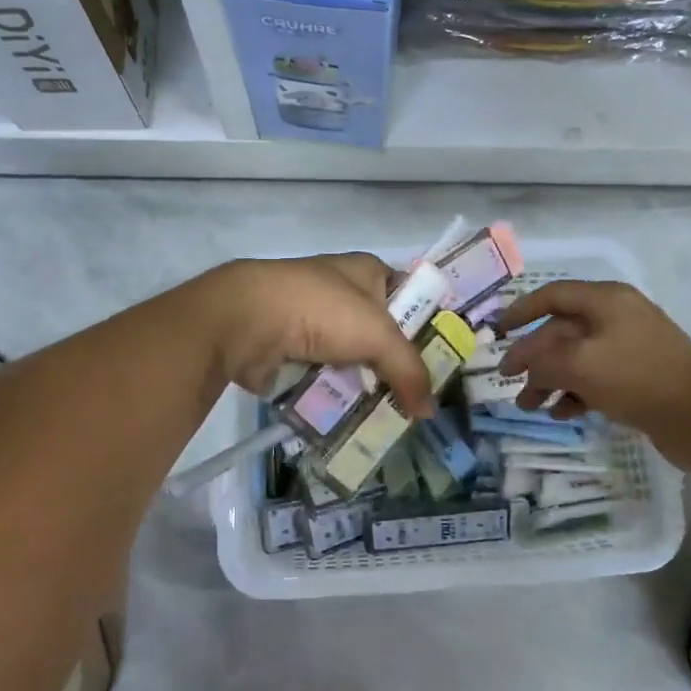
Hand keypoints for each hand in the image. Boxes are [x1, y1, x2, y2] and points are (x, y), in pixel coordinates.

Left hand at [201, 254, 433, 417]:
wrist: (246, 320)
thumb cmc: (321, 310)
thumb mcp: (378, 335)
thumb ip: (410, 371)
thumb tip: (429, 411)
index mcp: (367, 271)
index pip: (410, 296)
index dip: (427, 326)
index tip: (444, 363)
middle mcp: (342, 292)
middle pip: (381, 334)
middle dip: (396, 366)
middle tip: (419, 401)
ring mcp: (314, 322)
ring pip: (353, 360)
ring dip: (366, 386)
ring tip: (390, 419)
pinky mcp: (291, 350)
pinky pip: (324, 377)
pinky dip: (335, 395)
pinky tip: (353, 419)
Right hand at [499, 280, 690, 437]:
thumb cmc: (637, 379)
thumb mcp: (580, 365)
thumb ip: (542, 360)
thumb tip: (523, 363)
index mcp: (606, 301)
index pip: (553, 295)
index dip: (521, 311)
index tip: (496, 332)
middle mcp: (617, 317)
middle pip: (562, 330)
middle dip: (534, 357)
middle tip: (509, 382)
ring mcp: (630, 347)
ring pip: (577, 358)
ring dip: (550, 380)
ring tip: (530, 407)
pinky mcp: (639, 376)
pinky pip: (596, 377)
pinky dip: (575, 392)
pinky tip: (561, 413)